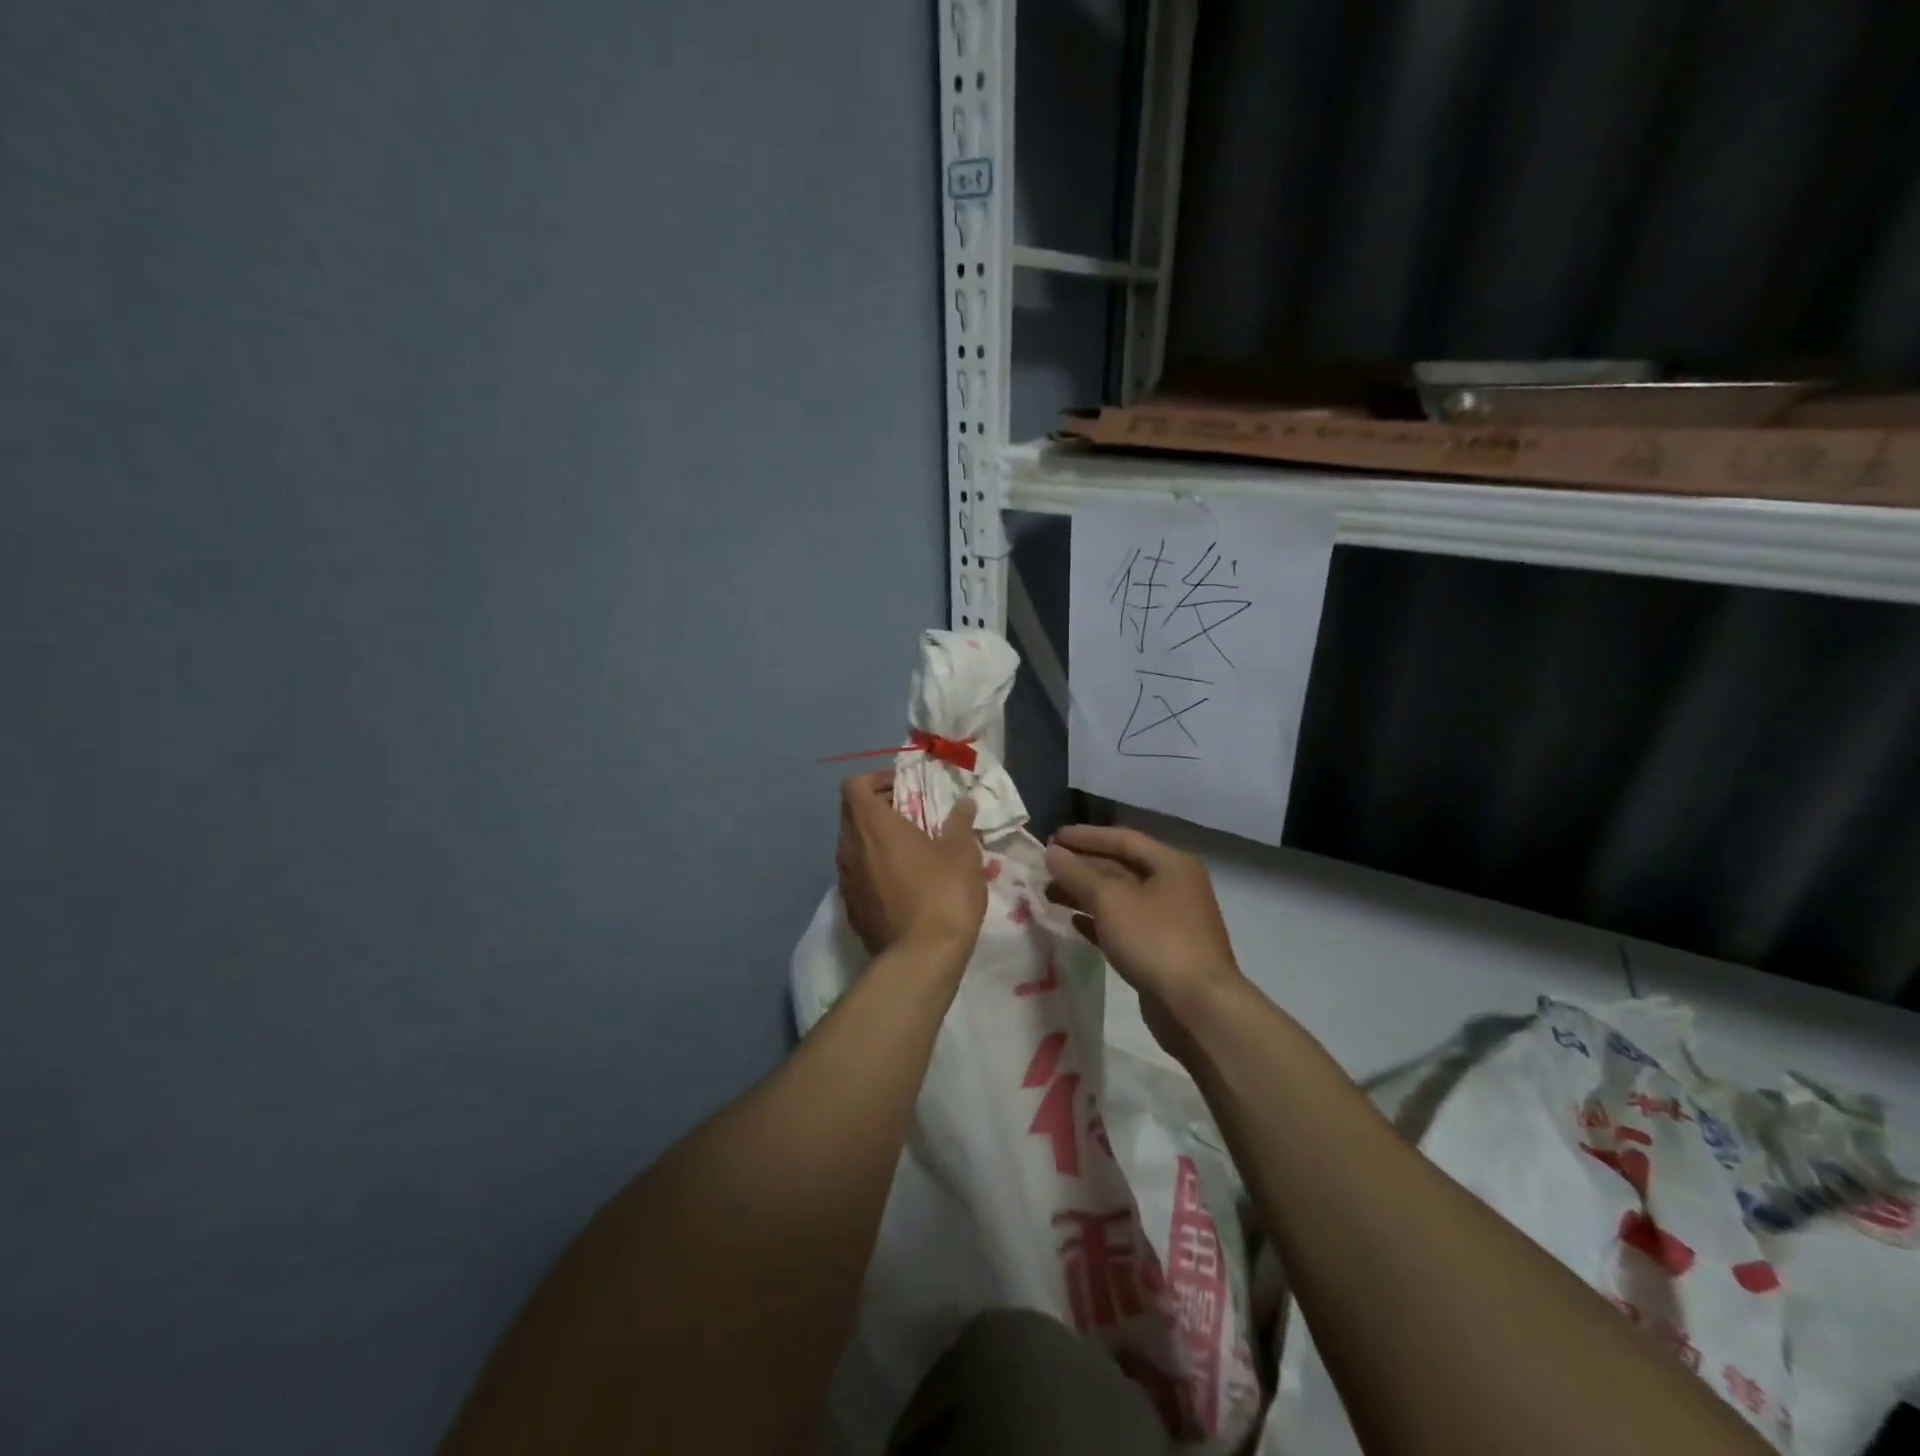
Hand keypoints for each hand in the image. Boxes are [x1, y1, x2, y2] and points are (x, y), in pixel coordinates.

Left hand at [836, 771, 986, 959]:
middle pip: (851, 814)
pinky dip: (874, 869)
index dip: (875, 779)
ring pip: (854, 846)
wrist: (921, 958)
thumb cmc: (943, 893)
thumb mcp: (962, 852)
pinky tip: (903, 883)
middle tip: (911, 814)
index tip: (903, 787)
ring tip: (910, 849)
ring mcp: (846, 881)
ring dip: (876, 840)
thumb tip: (964, 803)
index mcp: (872, 825)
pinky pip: (858, 876)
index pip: (854, 785)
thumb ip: (960, 823)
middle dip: (878, 808)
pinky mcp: (851, 909)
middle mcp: (850, 848)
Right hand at [1044, 824, 1246, 1054]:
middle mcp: (1175, 887)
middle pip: (1122, 868)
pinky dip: (1099, 922)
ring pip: (1121, 899)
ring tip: (1050, 894)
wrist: (1197, 1007)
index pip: (1123, 838)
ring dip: (1086, 894)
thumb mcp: (1110, 900)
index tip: (1053, 837)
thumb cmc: (1155, 940)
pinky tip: (1073, 923)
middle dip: (1083, 866)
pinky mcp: (1162, 952)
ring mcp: (1171, 921)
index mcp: (1171, 864)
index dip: (1086, 836)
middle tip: (1046, 867)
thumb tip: (1052, 852)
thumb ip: (1077, 873)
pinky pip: (1125, 927)